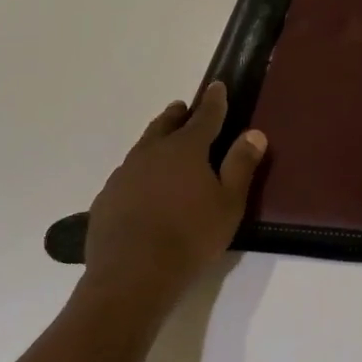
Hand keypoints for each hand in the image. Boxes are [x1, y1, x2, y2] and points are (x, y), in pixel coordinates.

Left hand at [78, 83, 266, 321]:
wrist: (132, 276)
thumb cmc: (190, 237)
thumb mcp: (229, 204)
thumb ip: (241, 165)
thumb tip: (254, 133)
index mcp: (186, 149)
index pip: (205, 116)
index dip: (214, 101)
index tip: (217, 86)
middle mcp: (152, 152)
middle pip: (166, 125)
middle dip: (178, 115)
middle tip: (183, 108)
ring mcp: (124, 174)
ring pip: (143, 147)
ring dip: (156, 139)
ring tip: (163, 141)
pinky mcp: (107, 198)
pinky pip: (128, 174)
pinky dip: (140, 171)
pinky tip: (143, 187)